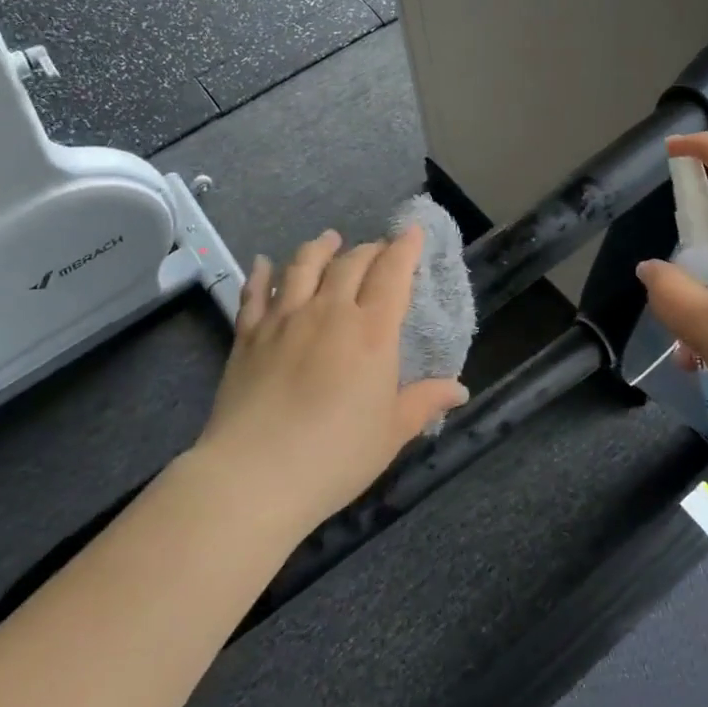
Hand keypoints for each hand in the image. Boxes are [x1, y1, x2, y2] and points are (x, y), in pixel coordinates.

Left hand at [197, 227, 469, 533]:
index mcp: (371, 332)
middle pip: (350, 264)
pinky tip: (264, 263)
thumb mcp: (392, 433)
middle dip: (369, 250)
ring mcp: (284, 320)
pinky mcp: (247, 336)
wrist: (255, 475)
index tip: (412, 231)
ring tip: (329, 239)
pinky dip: (262, 274)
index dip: (405, 249)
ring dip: (319, 248)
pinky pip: (255, 294)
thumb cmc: (336, 456)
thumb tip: (460, 389)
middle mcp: (329, 312)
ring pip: (303, 267)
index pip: (392, 274)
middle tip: (377, 248)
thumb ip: (424, 402)